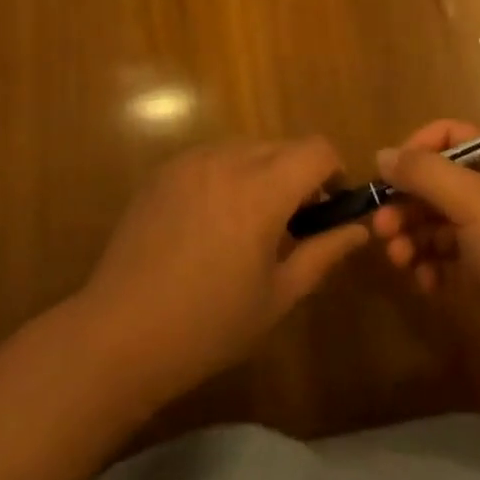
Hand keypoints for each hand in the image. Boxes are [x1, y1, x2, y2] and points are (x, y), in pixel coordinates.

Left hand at [80, 138, 367, 401]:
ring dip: (262, 173)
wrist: (120, 333)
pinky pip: (212, 157)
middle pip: (282, 146)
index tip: (328, 208)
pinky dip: (226, 175)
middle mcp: (228, 160)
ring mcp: (191, 160)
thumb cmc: (209, 325)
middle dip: (298, 175)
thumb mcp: (278, 296)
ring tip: (247, 224)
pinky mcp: (164, 169)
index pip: (317, 149)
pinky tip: (209, 223)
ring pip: (246, 149)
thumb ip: (324, 253)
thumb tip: (359, 229)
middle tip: (290, 225)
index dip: (333, 172)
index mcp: (262, 190)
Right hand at [370, 121, 479, 401]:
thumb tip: (382, 154)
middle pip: (432, 183)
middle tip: (380, 227)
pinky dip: (425, 267)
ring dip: (408, 235)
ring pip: (431, 223)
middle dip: (403, 201)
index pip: (447, 138)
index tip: (388, 174)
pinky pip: (440, 261)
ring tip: (398, 258)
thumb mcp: (474, 199)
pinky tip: (423, 282)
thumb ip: (423, 173)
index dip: (415, 149)